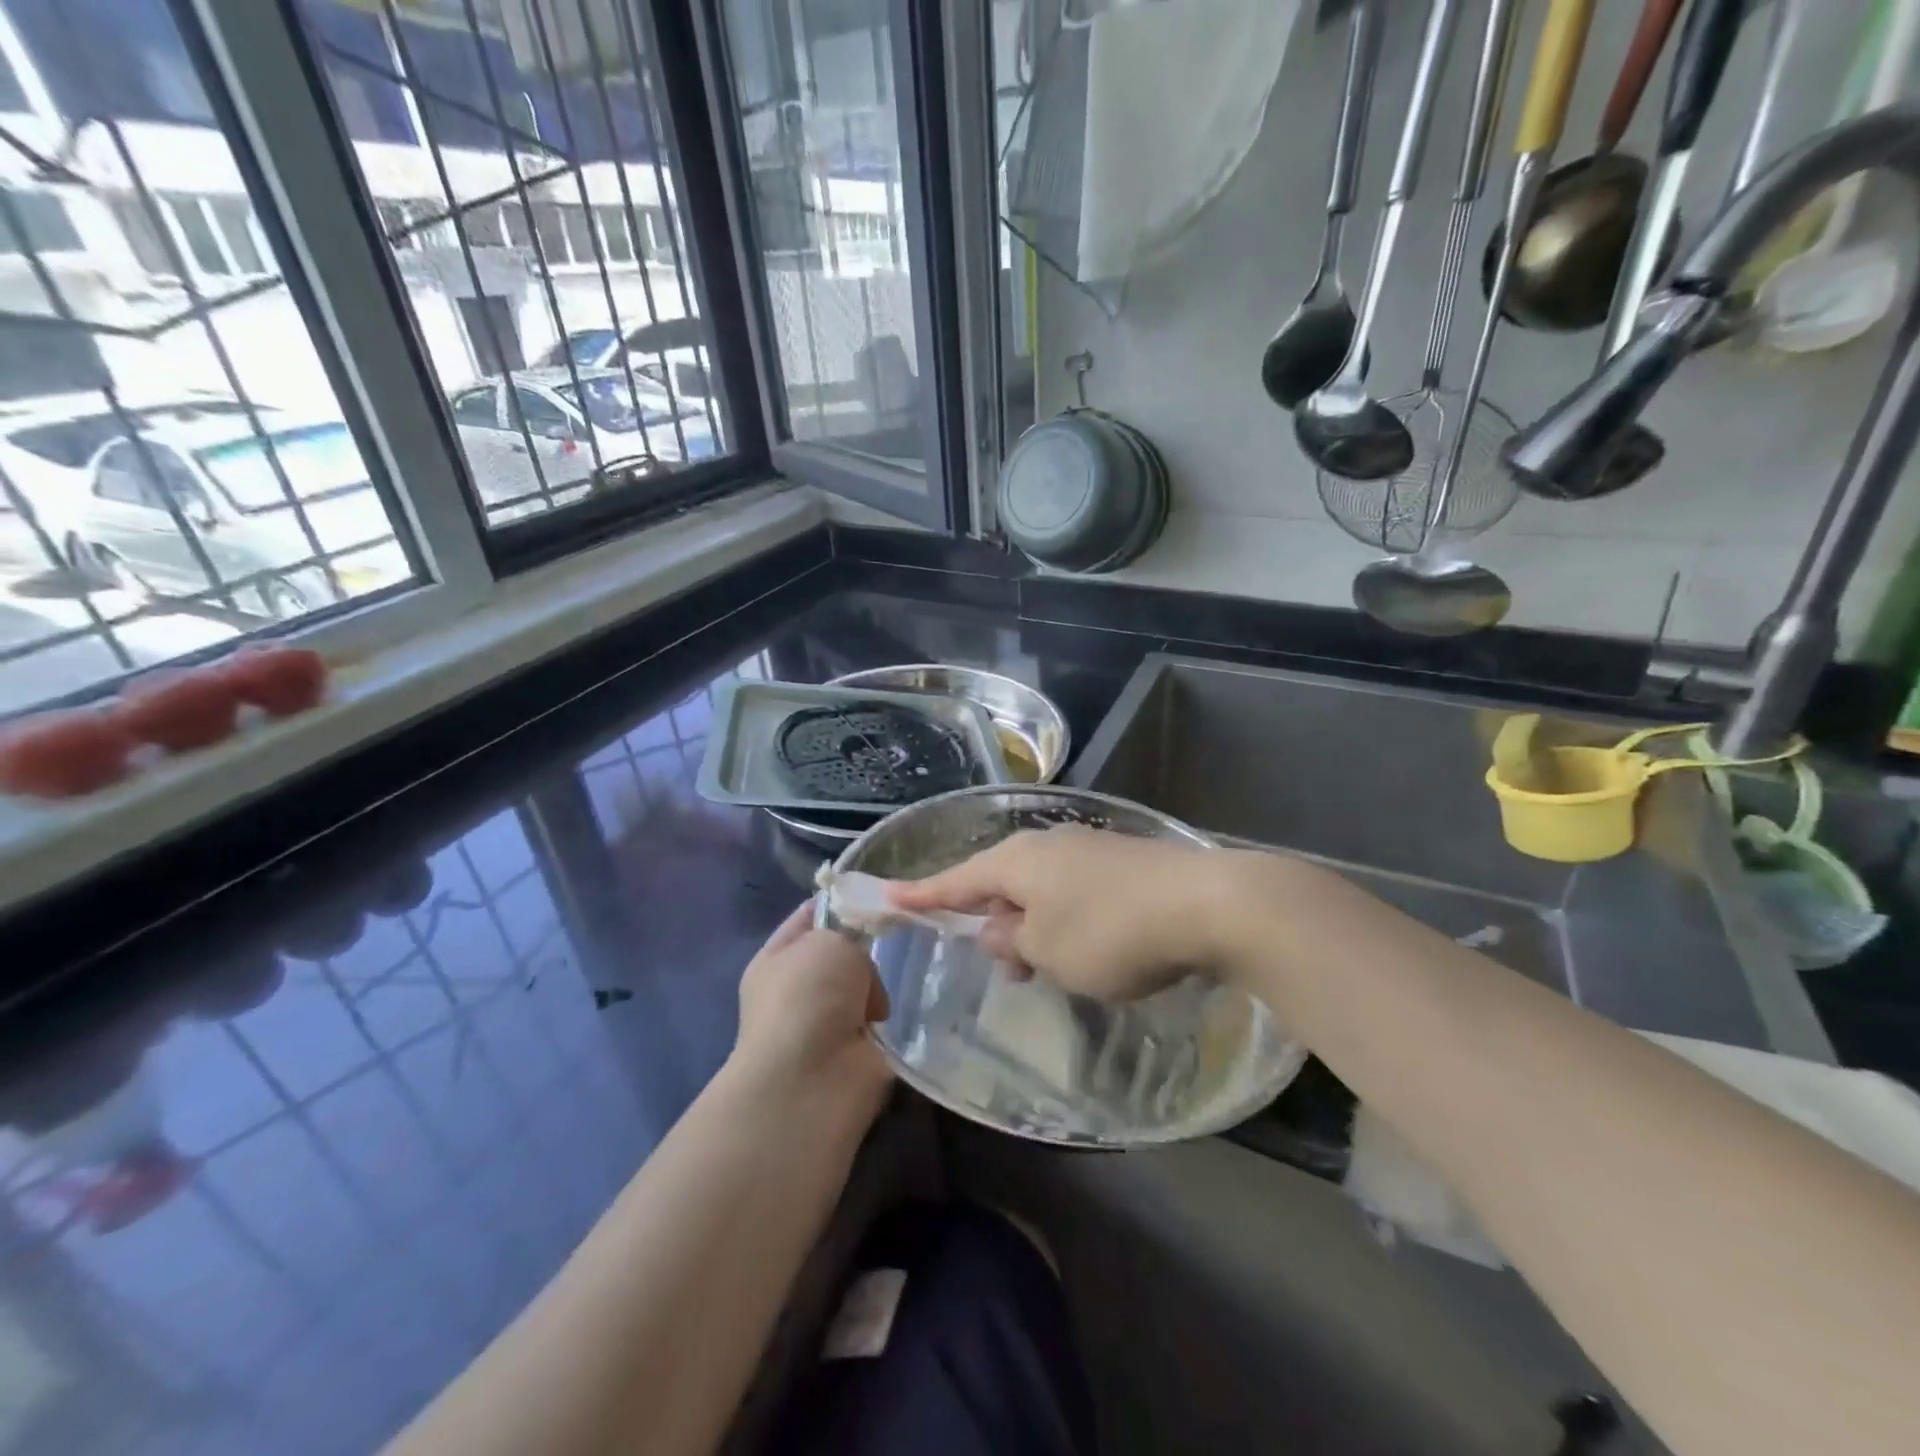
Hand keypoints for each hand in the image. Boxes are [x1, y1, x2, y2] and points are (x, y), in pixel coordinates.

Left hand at [730, 901, 892, 1116]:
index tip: (881, 892)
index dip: (843, 901)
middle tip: (905, 930)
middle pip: (846, 951)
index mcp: (779, 957)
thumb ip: (850, 936)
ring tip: (912, 970)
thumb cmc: (808, 997)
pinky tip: (916, 1004)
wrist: (812, 1081)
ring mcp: (831, 1023)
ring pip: (870, 986)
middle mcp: (802, 989)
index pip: (813, 915)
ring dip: (888, 983)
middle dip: (873, 943)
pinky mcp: (860, 1053)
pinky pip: (888, 1021)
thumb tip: (862, 980)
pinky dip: (901, 1016)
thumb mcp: (827, 941)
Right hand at [888, 827, 1252, 1001]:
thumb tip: (996, 929)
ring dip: (1033, 927)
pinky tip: (1087, 948)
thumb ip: (1014, 941)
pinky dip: (1065, 920)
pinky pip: (1073, 892)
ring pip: (1040, 890)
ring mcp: (1088, 849)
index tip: (888, 898)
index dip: (921, 894)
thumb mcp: (1050, 951)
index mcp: (1018, 861)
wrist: (1209, 903)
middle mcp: (1047, 844)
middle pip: (1000, 882)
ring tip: (1046, 967)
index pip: (955, 880)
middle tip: (1003, 967)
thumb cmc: (1112, 932)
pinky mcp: (1122, 862)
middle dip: (991, 922)